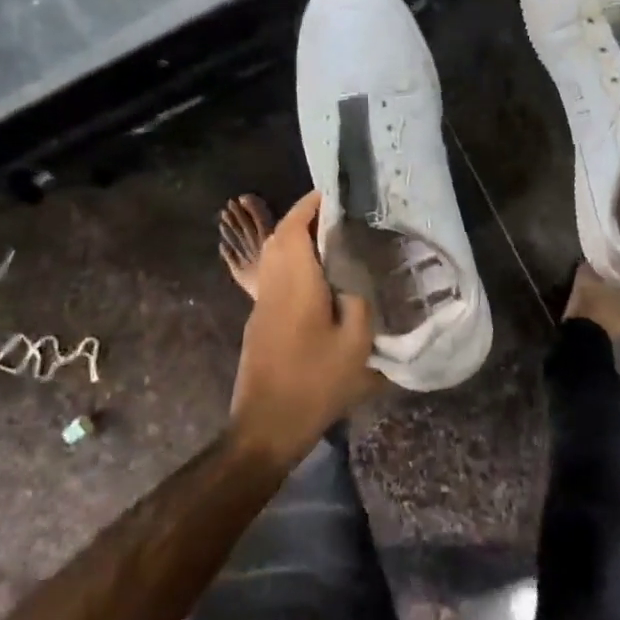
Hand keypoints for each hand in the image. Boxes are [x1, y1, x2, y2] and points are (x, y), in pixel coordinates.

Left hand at [230, 192, 379, 465]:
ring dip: (296, 239)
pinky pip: (274, 275)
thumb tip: (354, 281)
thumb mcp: (355, 343)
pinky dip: (293, 261)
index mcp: (295, 281)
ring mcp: (262, 303)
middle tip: (337, 215)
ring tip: (331, 240)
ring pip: (273, 256)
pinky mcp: (260, 320)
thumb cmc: (313, 382)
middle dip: (303, 218)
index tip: (332, 193)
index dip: (310, 205)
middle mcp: (273, 284)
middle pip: (279, 237)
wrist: (265, 426)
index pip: (294, 227)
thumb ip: (359, 302)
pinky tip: (318, 277)